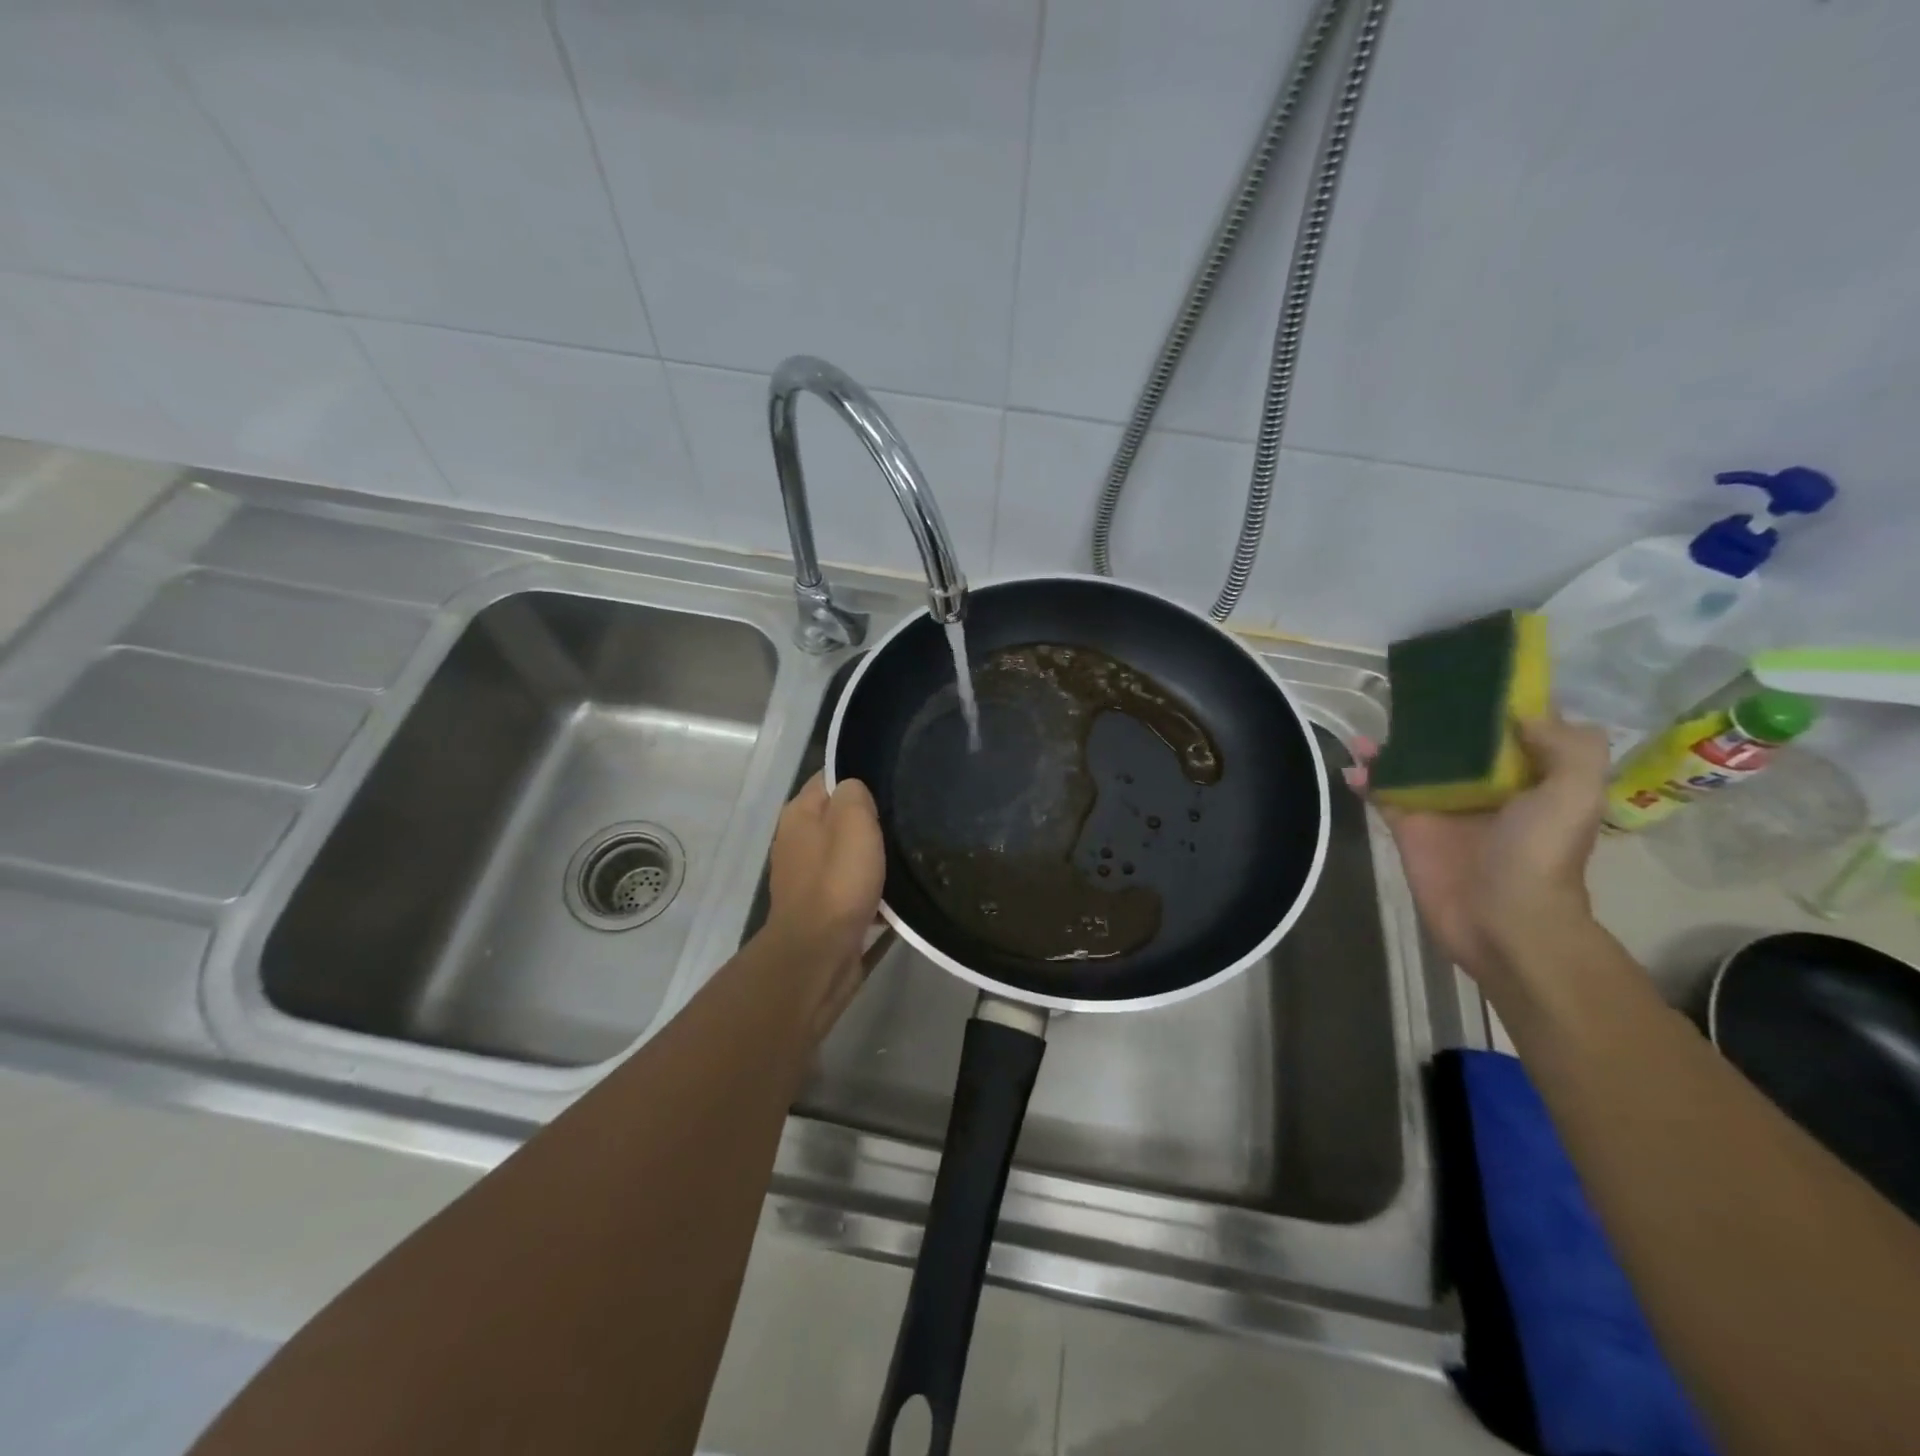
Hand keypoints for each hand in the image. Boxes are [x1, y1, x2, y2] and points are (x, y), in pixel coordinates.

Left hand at [764, 771, 885, 1029]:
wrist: (819, 955)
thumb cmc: (837, 882)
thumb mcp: (853, 821)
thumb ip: (854, 794)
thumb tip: (855, 791)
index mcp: (798, 814)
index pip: (829, 778)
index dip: (860, 777)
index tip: (893, 784)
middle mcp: (797, 841)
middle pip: (841, 818)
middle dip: (871, 820)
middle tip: (906, 821)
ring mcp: (807, 878)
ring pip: (849, 855)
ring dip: (873, 858)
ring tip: (907, 857)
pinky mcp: (822, 909)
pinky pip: (852, 889)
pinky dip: (871, 890)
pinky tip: (896, 894)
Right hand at [1347, 715, 1609, 989]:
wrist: (1503, 922)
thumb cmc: (1541, 856)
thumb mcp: (1574, 794)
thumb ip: (1565, 746)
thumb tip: (1520, 711)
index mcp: (1530, 776)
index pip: (1511, 729)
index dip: (1492, 701)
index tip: (1465, 672)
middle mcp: (1486, 787)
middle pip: (1456, 743)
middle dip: (1431, 719)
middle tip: (1404, 693)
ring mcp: (1443, 806)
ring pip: (1414, 765)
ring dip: (1390, 746)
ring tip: (1366, 731)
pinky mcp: (1409, 827)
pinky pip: (1383, 793)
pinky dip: (1366, 778)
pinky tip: (1351, 767)